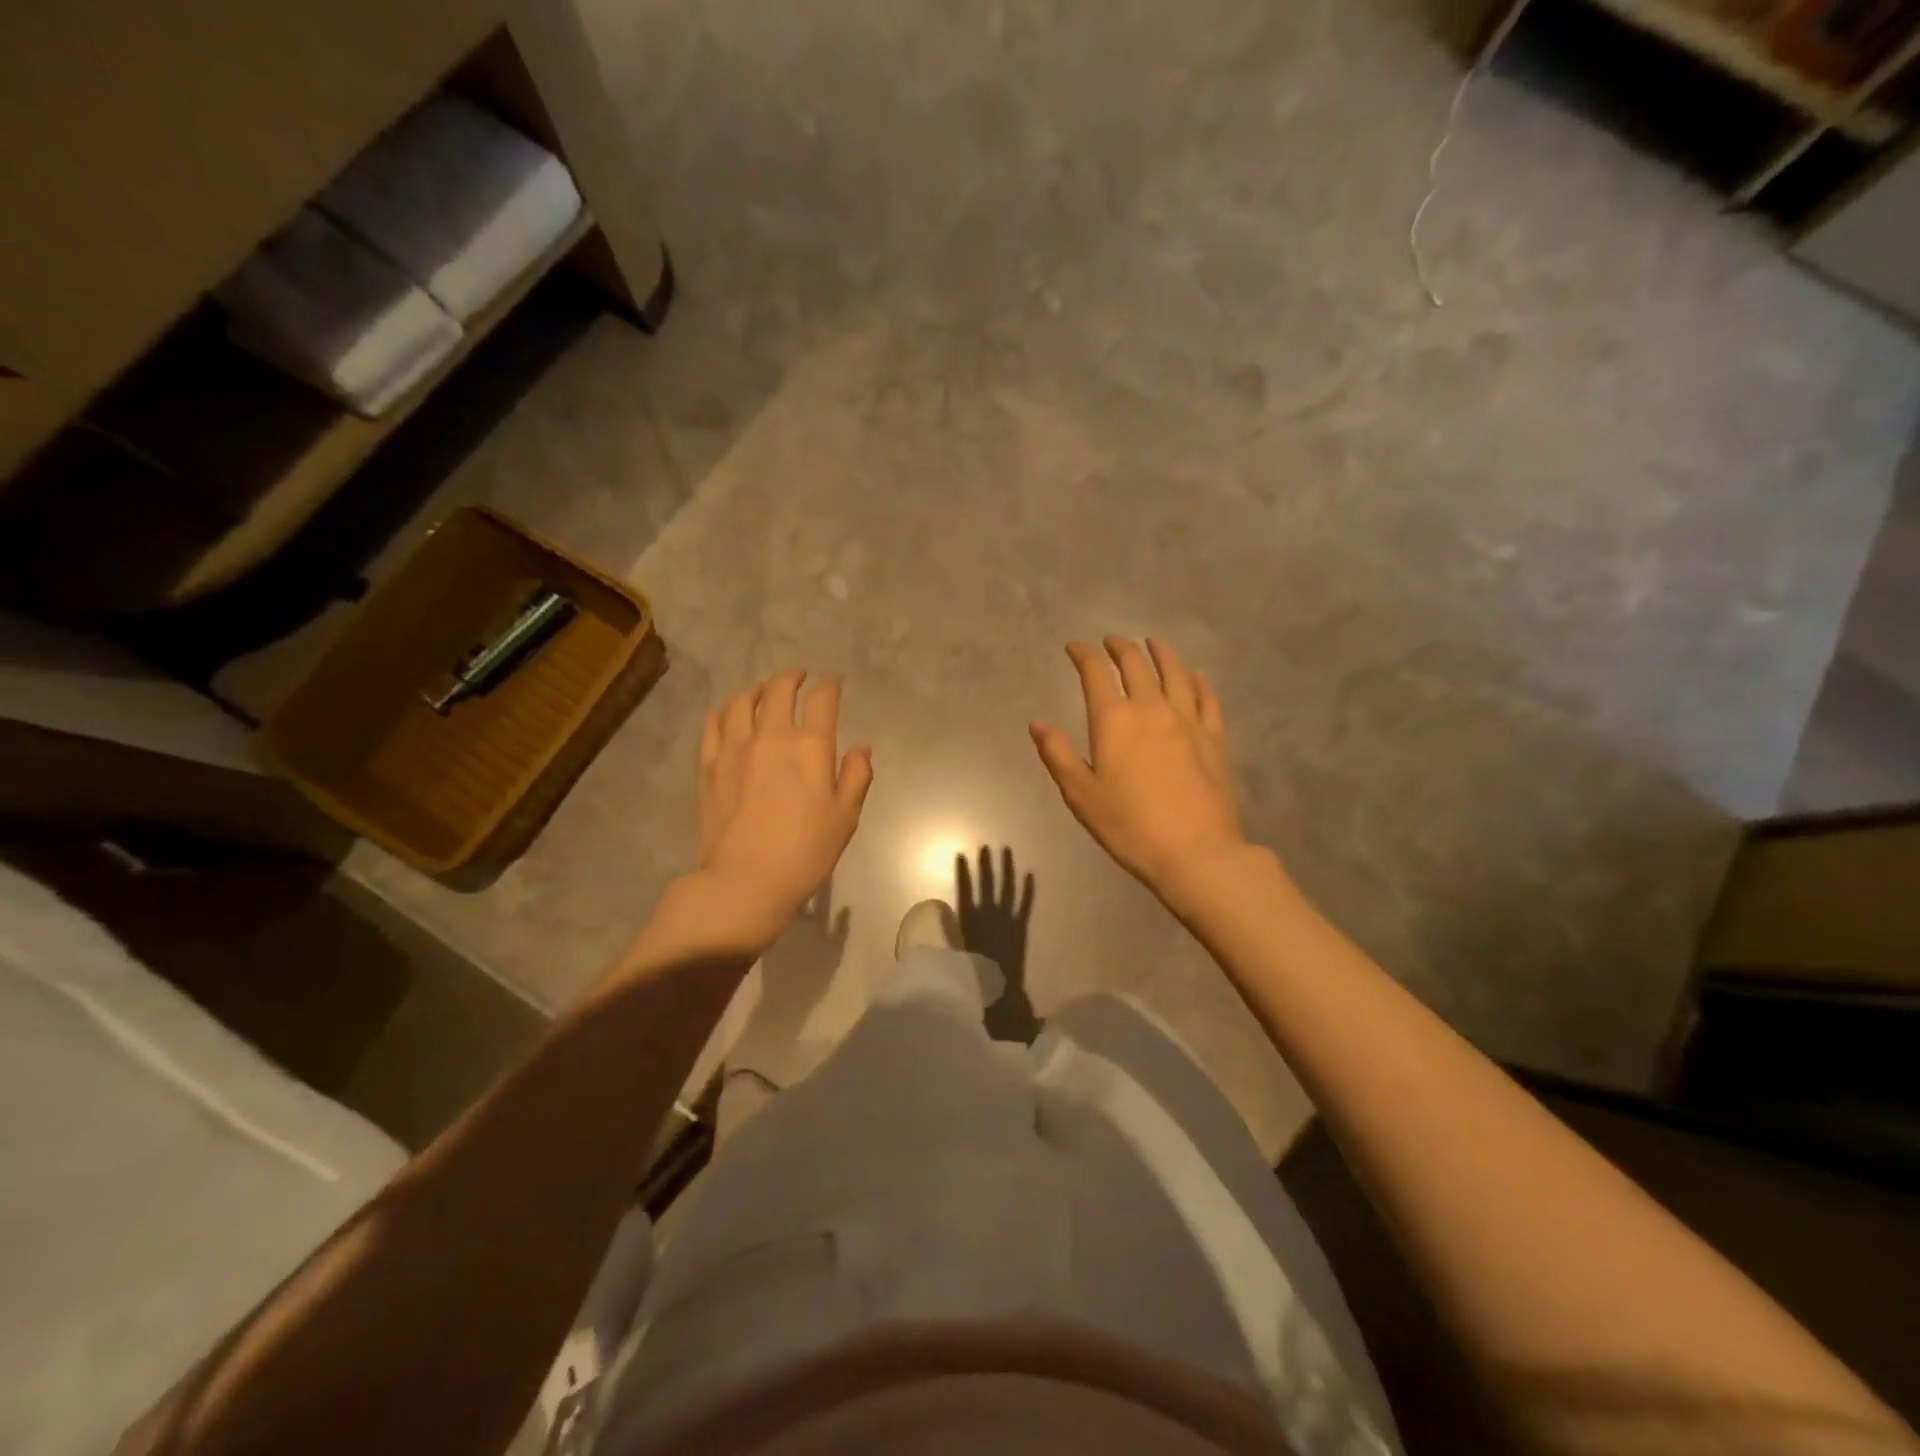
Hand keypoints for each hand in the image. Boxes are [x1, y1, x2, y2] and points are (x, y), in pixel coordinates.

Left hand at [697, 669, 872, 936]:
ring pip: (742, 701)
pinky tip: (728, 715)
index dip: (829, 684)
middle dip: (792, 677)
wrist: (746, 880)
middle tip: (799, 677)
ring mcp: (735, 748)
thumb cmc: (805, 852)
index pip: (822, 700)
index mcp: (810, 747)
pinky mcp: (709, 765)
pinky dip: (724, 712)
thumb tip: (862, 748)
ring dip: (756, 690)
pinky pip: (713, 725)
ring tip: (763, 691)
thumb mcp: (845, 817)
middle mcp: (772, 736)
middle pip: (779, 690)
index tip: (833, 681)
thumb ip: (856, 776)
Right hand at [1031, 637, 1244, 899]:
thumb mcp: (1081, 794)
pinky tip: (1196, 676)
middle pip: (1136, 664)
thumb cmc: (1129, 826)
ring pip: (1175, 673)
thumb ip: (1058, 754)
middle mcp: (1151, 709)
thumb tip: (1037, 723)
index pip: (1095, 673)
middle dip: (1120, 647)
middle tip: (1111, 641)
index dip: (1083, 654)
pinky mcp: (1214, 738)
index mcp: (1114, 720)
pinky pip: (1206, 699)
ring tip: (1153, 643)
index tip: (1074, 647)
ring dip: (1161, 653)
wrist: (1195, 852)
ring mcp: (1188, 721)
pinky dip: (1198, 682)